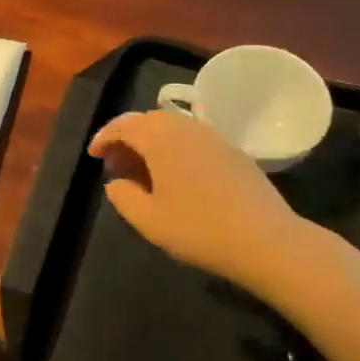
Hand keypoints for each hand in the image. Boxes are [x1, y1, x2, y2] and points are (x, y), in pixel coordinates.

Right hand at [88, 111, 302, 289]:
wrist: (265, 239)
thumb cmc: (197, 228)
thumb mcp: (148, 220)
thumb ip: (123, 196)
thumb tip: (115, 182)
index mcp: (160, 137)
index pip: (123, 125)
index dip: (104, 138)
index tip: (93, 156)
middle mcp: (186, 127)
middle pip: (148, 121)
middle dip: (128, 138)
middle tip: (116, 165)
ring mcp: (214, 136)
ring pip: (173, 129)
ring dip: (153, 143)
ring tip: (144, 172)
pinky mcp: (234, 151)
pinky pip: (194, 140)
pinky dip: (176, 150)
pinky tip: (177, 178)